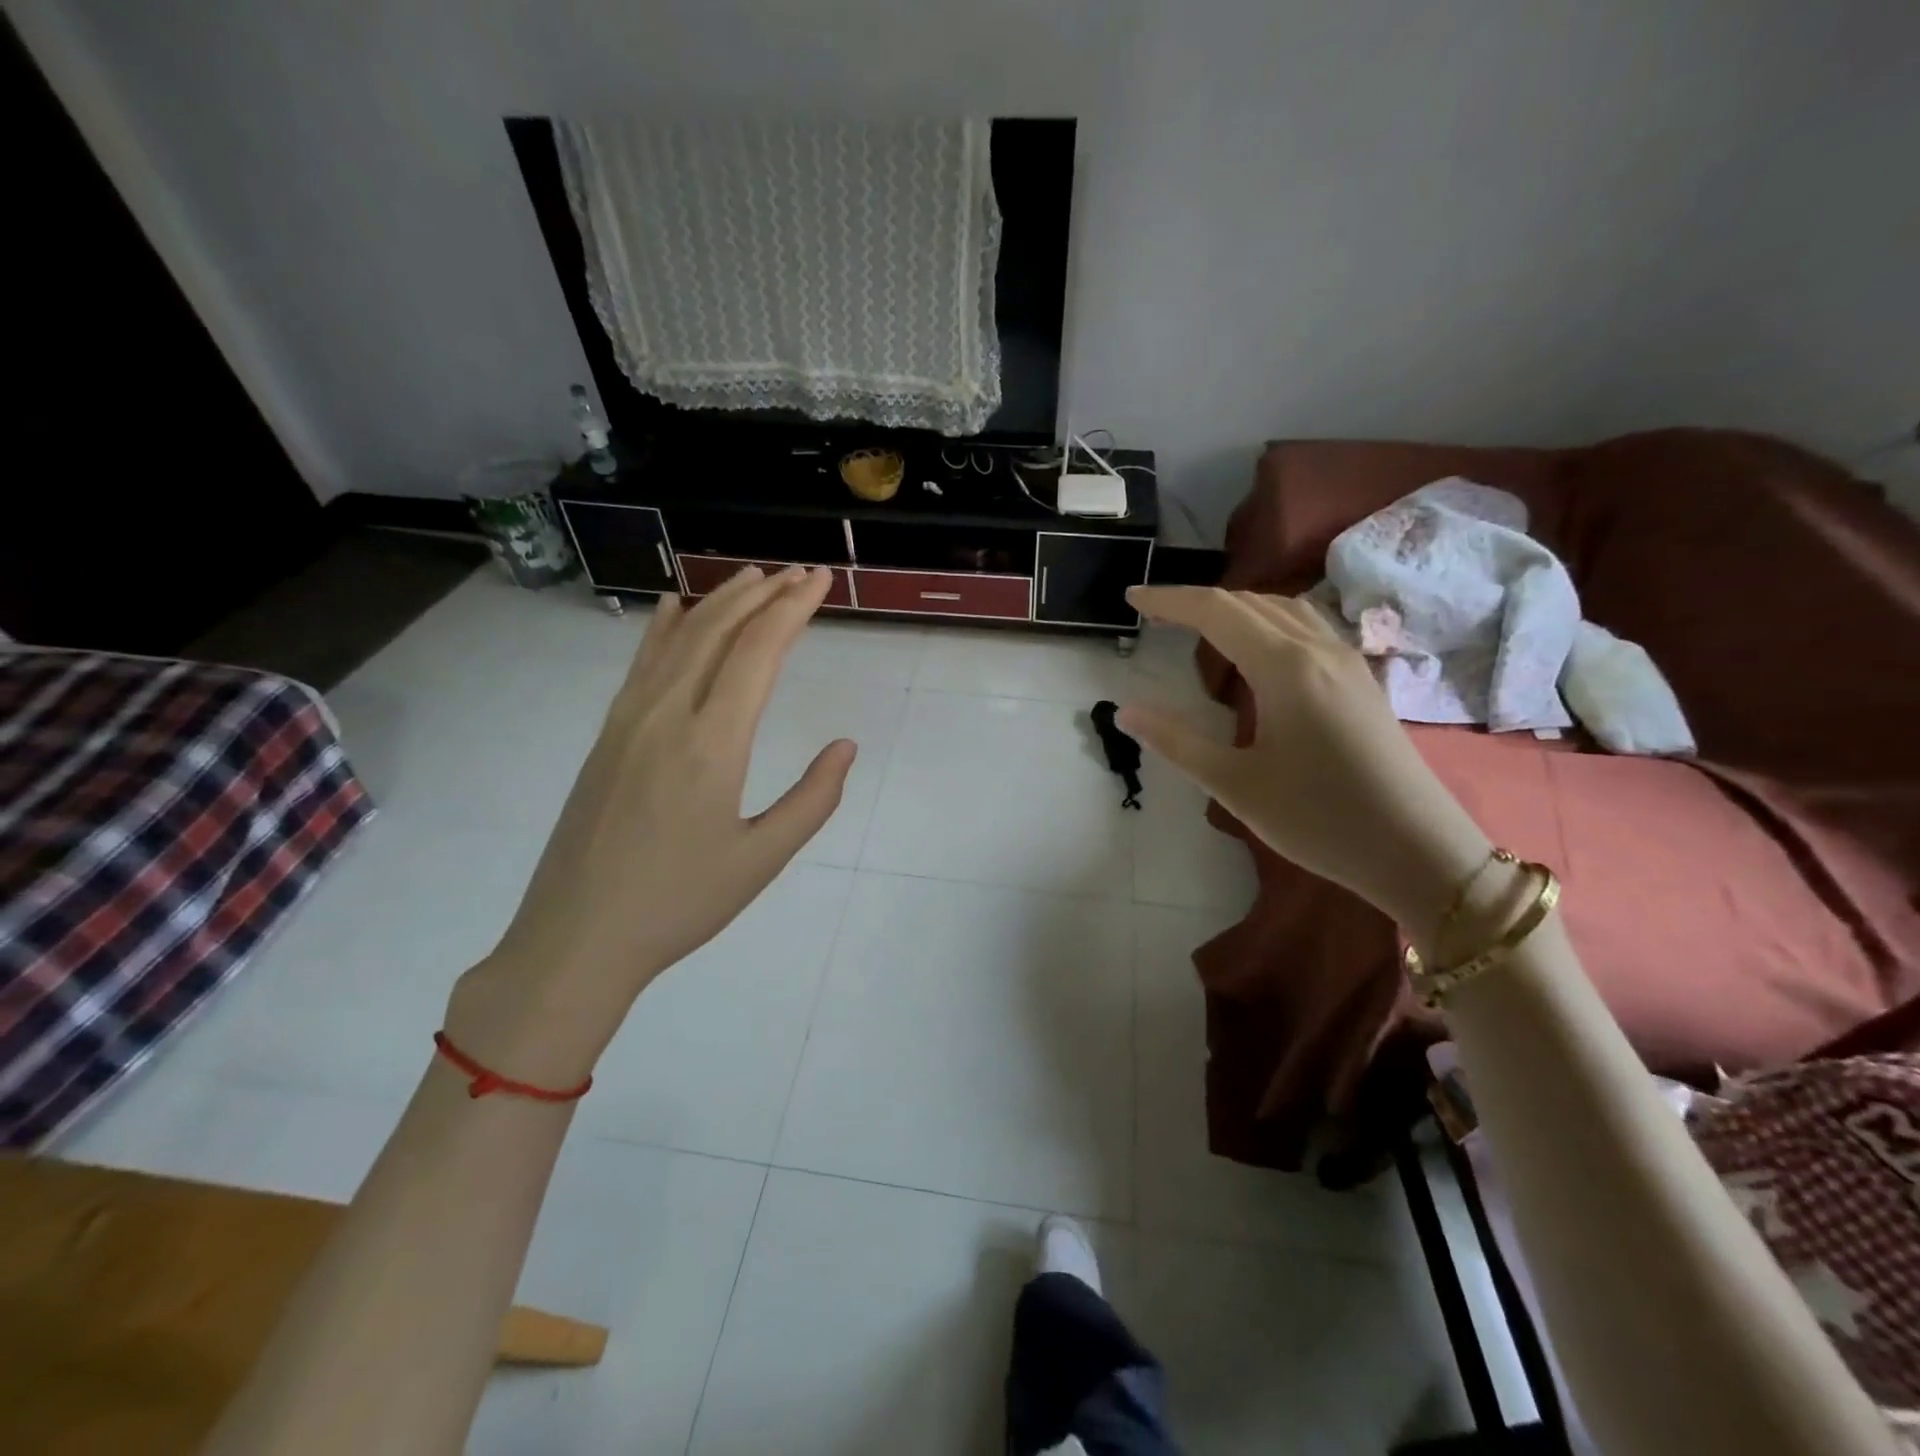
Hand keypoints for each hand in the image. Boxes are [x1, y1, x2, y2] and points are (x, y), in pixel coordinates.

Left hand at [444, 566, 855, 1086]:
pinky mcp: (606, 736)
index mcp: (711, 744)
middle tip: (801, 572)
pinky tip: (672, 606)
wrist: (575, 939)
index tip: (821, 580)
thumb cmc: (678, 905)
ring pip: (677, 639)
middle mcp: (666, 716)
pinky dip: (662, 628)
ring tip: (754, 576)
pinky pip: (640, 665)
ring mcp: (627, 721)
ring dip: (719, 601)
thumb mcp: (762, 860)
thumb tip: (845, 746)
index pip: (758, 653)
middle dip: (764, 595)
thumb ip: (812, 799)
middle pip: (718, 631)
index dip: (793, 609)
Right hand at [1120, 586, 1490, 932]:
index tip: (1131, 598)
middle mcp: (1319, 649)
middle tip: (1154, 614)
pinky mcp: (1362, 680)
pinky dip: (1268, 621)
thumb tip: (1125, 711)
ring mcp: (1347, 661)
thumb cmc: (1319, 819)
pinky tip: (1259, 650)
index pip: (1216, 611)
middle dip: (1196, 601)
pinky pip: (1308, 627)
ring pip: (1283, 609)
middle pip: (1249, 602)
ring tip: (1199, 626)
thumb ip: (1176, 742)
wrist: (1419, 851)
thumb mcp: (1235, 785)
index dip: (1169, 600)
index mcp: (1285, 667)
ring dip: (1235, 607)